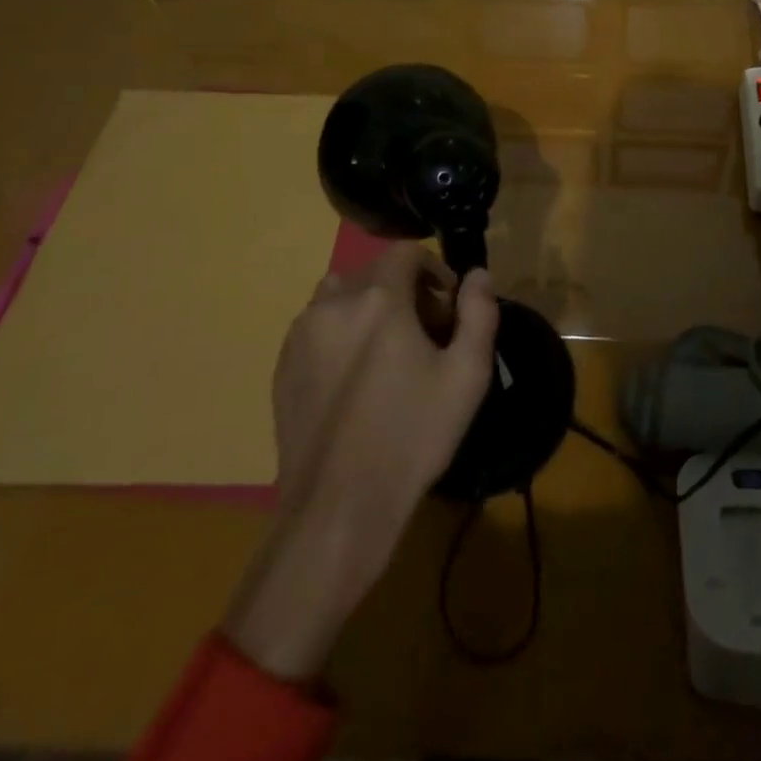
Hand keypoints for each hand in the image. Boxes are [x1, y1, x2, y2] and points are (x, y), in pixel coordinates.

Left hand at [223, 243, 498, 680]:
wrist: (338, 508)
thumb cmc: (412, 436)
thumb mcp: (467, 375)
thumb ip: (478, 313)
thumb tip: (477, 275)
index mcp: (380, 299)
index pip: (406, 252)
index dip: (433, 270)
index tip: (448, 307)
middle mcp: (334, 305)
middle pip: (375, 273)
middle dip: (405, 291)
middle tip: (426, 335)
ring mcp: (301, 336)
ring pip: (341, 296)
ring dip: (368, 308)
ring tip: (387, 353)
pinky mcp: (282, 367)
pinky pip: (317, 327)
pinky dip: (340, 333)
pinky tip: (356, 380)